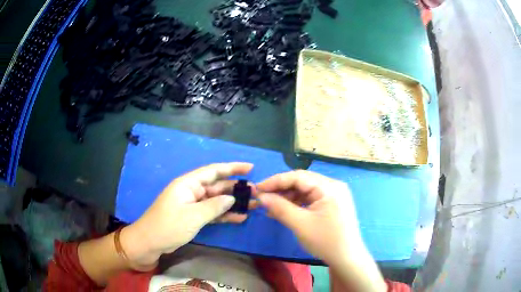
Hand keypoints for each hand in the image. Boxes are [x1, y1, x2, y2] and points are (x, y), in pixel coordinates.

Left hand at [121, 162, 255, 268]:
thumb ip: (214, 206)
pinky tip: (239, 217)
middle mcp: (191, 191)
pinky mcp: (193, 217)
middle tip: (257, 192)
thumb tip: (231, 198)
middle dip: (236, 188)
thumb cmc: (168, 226)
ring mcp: (192, 205)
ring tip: (253, 204)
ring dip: (233, 202)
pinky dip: (224, 214)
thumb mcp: (193, 216)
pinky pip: (212, 212)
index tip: (250, 168)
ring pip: (216, 200)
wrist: (149, 243)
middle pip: (217, 186)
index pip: (213, 171)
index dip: (232, 168)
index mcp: (188, 184)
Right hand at [256, 170, 362, 265]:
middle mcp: (333, 186)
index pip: (298, 176)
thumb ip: (280, 208)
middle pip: (302, 182)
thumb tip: (261, 196)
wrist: (347, 259)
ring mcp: (334, 195)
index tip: (257, 188)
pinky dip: (297, 203)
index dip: (276, 181)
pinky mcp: (333, 204)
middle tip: (263, 198)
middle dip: (281, 189)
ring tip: (271, 207)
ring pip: (306, 190)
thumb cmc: (326, 241)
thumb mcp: (300, 224)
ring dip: (288, 197)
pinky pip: (312, 199)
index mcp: (329, 187)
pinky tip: (285, 211)